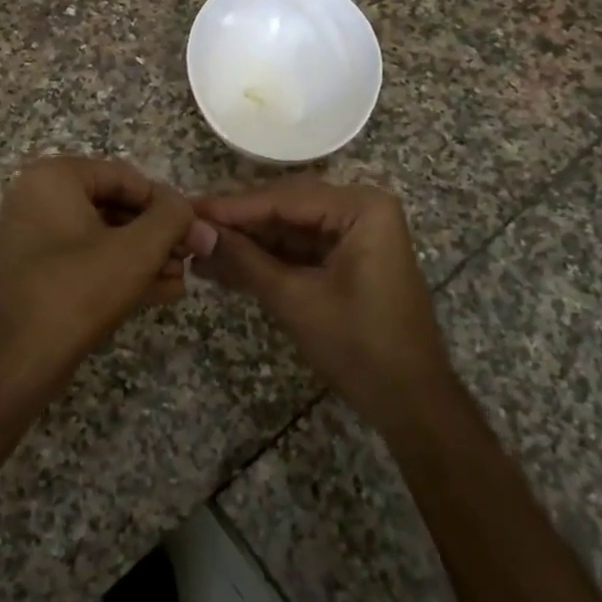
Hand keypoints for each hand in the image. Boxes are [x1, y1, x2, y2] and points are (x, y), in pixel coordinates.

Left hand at [0, 156, 215, 368]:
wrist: (16, 362)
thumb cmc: (78, 290)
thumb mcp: (136, 250)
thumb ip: (171, 218)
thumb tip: (187, 208)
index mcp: (54, 177)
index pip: (126, 177)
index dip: (166, 203)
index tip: (195, 230)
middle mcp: (38, 197)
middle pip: (115, 205)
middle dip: (157, 234)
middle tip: (191, 257)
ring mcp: (34, 236)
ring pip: (104, 236)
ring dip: (145, 255)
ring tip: (181, 278)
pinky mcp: (37, 271)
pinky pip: (86, 259)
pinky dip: (120, 271)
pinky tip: (160, 291)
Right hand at [195, 178, 454, 432]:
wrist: (412, 402)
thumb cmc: (359, 345)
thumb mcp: (296, 299)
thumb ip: (245, 260)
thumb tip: (198, 234)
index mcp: (360, 208)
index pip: (284, 199)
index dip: (233, 207)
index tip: (190, 210)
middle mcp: (361, 210)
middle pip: (286, 208)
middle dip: (238, 224)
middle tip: (190, 229)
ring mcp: (356, 235)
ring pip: (289, 230)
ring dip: (248, 243)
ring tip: (200, 252)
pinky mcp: (349, 260)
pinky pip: (301, 250)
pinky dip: (267, 260)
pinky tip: (227, 267)